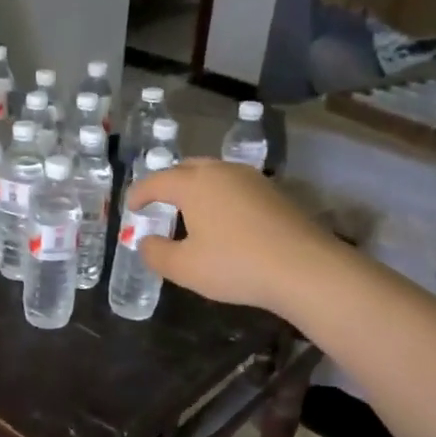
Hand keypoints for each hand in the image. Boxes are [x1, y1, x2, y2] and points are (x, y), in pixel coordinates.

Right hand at [127, 159, 345, 315]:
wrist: (305, 268)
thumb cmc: (235, 264)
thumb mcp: (184, 268)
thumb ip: (156, 253)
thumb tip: (145, 241)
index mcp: (193, 184)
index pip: (155, 182)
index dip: (138, 194)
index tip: (130, 208)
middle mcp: (221, 172)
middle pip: (186, 168)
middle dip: (168, 183)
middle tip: (158, 203)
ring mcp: (251, 179)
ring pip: (213, 174)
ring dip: (196, 187)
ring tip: (189, 209)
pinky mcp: (274, 192)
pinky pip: (234, 186)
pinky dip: (219, 196)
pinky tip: (223, 219)